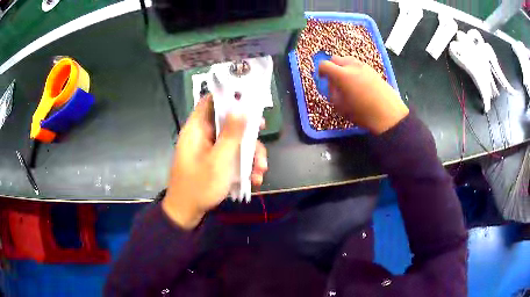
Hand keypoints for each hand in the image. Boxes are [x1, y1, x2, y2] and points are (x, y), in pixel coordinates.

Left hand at [162, 95, 267, 228]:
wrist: (187, 213)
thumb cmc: (200, 185)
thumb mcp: (219, 159)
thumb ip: (231, 133)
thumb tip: (241, 107)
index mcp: (197, 128)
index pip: (210, 101)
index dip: (229, 97)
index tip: (249, 101)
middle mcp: (203, 135)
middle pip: (228, 122)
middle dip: (248, 132)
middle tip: (263, 136)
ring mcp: (209, 150)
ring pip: (233, 141)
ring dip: (250, 154)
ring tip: (260, 171)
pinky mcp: (214, 162)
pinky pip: (231, 156)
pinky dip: (243, 165)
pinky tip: (253, 179)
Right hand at [319, 56, 408, 133]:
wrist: (388, 114)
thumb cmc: (362, 113)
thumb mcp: (340, 106)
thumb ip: (332, 92)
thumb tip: (332, 84)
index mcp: (341, 74)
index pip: (324, 65)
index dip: (320, 71)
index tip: (322, 79)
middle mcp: (352, 66)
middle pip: (335, 59)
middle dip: (332, 67)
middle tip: (334, 80)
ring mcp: (364, 66)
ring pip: (348, 60)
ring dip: (343, 67)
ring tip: (347, 81)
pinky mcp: (373, 70)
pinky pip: (358, 65)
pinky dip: (354, 70)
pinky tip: (358, 83)